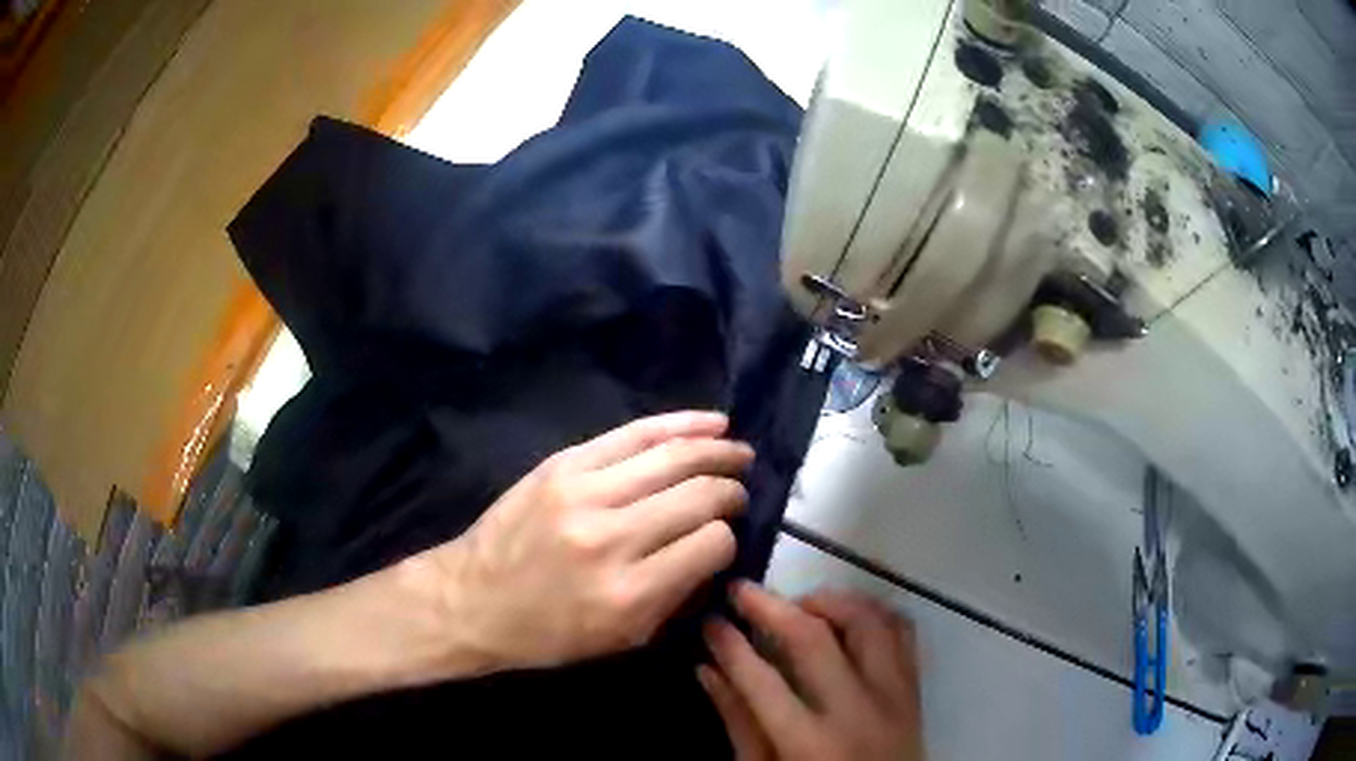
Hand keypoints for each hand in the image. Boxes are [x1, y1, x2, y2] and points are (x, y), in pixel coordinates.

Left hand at [423, 412, 752, 672]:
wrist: (472, 599)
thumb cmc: (548, 633)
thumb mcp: (622, 639)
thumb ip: (677, 596)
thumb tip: (715, 548)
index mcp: (629, 593)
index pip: (711, 544)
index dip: (728, 539)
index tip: (724, 539)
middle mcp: (611, 538)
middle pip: (698, 496)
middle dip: (730, 491)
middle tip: (740, 493)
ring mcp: (583, 493)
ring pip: (671, 457)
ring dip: (715, 450)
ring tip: (738, 450)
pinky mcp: (563, 465)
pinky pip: (632, 434)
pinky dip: (677, 424)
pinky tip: (708, 424)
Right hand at [700, 583, 923, 760]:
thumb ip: (739, 724)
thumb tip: (708, 671)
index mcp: (811, 744)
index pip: (762, 680)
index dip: (729, 645)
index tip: (710, 620)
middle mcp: (858, 711)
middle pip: (814, 639)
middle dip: (771, 607)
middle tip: (742, 591)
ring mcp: (894, 697)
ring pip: (868, 622)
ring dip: (829, 601)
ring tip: (797, 604)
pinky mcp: (915, 692)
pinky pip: (904, 633)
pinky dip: (874, 613)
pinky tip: (846, 617)